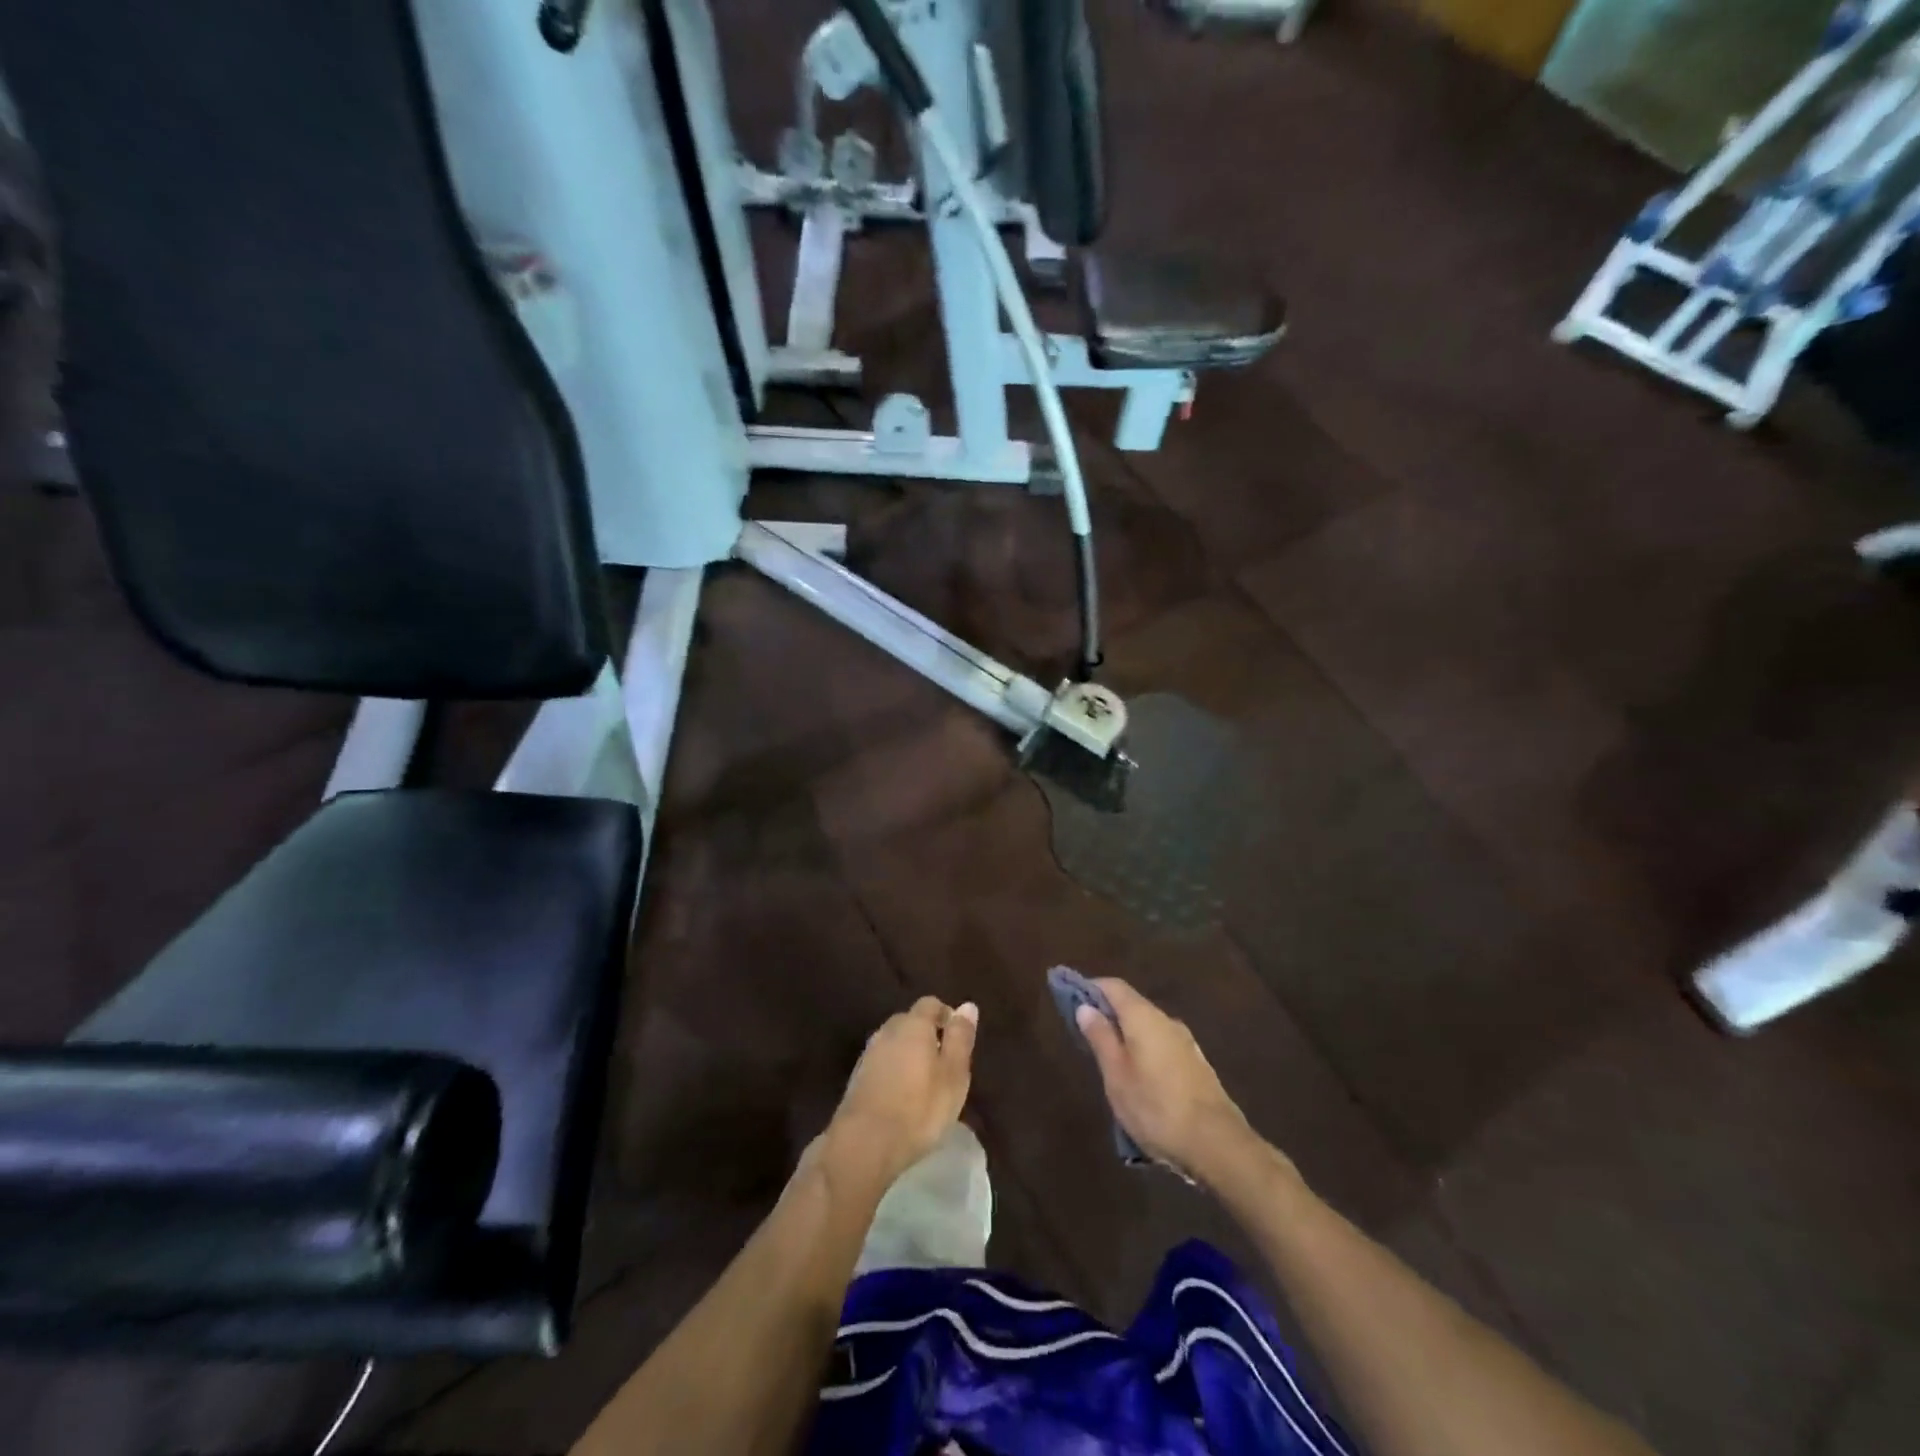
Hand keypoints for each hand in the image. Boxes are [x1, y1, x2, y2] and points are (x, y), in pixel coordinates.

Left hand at [821, 997, 977, 1193]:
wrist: (865, 1143)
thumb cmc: (920, 1107)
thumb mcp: (954, 1074)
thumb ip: (960, 1038)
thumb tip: (968, 1006)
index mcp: (913, 1024)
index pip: (930, 1004)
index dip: (946, 1015)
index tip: (958, 1038)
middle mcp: (888, 1031)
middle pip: (910, 1021)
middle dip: (927, 1034)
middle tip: (944, 1062)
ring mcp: (869, 1054)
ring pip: (894, 1043)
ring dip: (909, 1054)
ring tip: (925, 1081)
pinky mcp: (857, 1078)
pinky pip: (882, 1063)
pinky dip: (894, 1071)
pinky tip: (902, 1095)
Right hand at [1075, 978, 1255, 1181]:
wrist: (1217, 1144)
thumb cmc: (1155, 1107)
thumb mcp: (1116, 1075)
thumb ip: (1100, 1037)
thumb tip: (1085, 1006)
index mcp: (1143, 1016)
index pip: (1113, 986)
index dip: (1090, 988)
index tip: (1070, 999)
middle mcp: (1166, 1020)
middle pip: (1132, 1005)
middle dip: (1107, 1014)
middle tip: (1085, 1036)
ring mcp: (1186, 1042)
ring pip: (1148, 1027)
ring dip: (1127, 1035)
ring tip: (1109, 1061)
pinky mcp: (1196, 1064)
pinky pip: (1162, 1045)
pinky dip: (1144, 1050)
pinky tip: (1139, 1077)